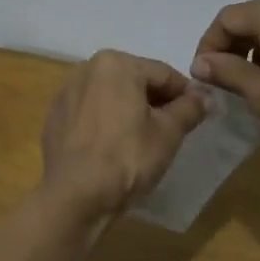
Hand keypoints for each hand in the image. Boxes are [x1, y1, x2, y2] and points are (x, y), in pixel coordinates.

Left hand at [40, 50, 208, 218]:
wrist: (74, 197)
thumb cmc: (127, 158)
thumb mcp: (168, 133)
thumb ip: (189, 108)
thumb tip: (205, 96)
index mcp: (116, 64)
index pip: (163, 74)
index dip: (185, 94)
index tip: (199, 113)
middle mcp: (86, 68)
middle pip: (134, 80)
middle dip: (155, 100)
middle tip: (172, 128)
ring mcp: (66, 93)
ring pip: (110, 95)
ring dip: (129, 110)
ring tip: (143, 139)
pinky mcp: (54, 117)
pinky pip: (90, 112)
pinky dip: (105, 122)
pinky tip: (113, 147)